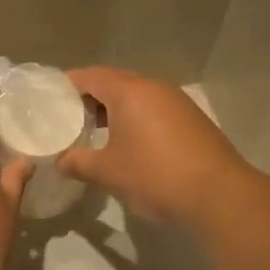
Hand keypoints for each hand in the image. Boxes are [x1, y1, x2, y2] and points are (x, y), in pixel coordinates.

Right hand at [58, 68, 252, 227]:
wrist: (218, 194)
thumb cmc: (155, 175)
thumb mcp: (109, 172)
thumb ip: (79, 162)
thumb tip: (61, 161)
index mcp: (129, 91)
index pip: (91, 76)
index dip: (69, 85)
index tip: (52, 99)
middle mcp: (154, 88)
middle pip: (115, 83)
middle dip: (91, 98)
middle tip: (71, 119)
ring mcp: (177, 102)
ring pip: (138, 97)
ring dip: (116, 110)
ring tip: (98, 134)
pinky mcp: (192, 120)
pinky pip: (156, 110)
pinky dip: (138, 120)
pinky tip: (132, 145)